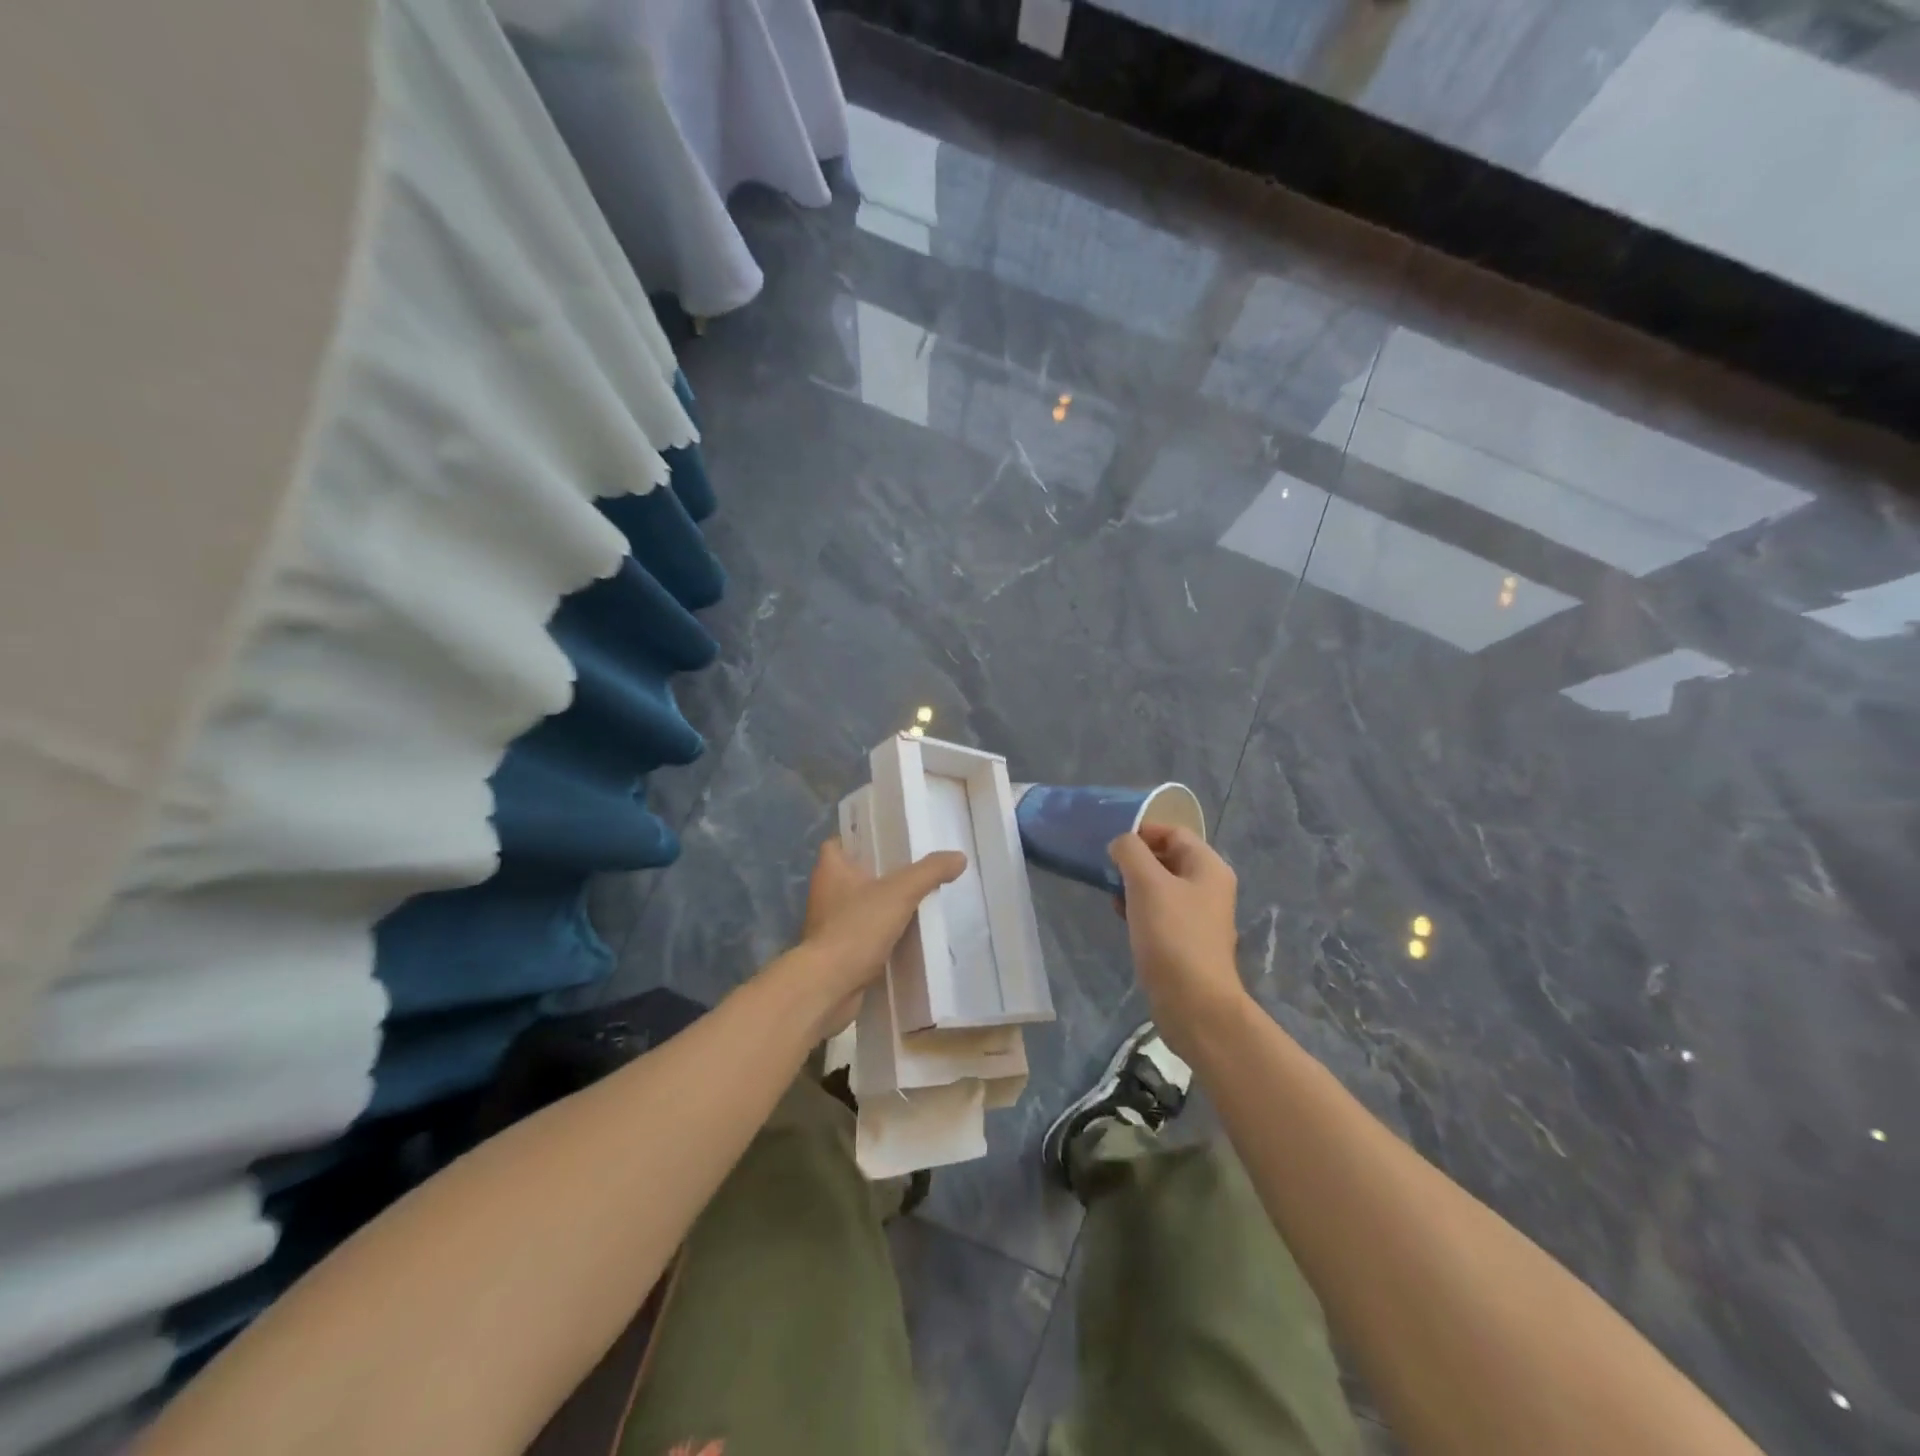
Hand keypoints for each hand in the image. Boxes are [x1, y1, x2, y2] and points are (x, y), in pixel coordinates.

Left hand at [783, 837, 966, 1039]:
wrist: (829, 987)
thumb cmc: (856, 928)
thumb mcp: (899, 893)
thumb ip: (929, 872)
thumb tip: (959, 857)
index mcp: (831, 869)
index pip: (841, 841)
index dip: (862, 837)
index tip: (890, 838)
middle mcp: (825, 893)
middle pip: (855, 874)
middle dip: (881, 872)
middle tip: (915, 868)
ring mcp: (830, 925)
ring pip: (861, 906)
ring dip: (883, 905)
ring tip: (918, 899)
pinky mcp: (838, 952)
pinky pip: (865, 935)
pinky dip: (883, 934)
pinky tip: (909, 934)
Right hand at [1109, 824, 1245, 1051]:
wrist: (1193, 1002)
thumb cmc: (1171, 935)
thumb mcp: (1146, 883)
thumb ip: (1130, 852)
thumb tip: (1121, 843)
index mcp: (1208, 867)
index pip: (1174, 832)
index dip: (1143, 831)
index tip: (1112, 843)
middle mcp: (1209, 886)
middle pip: (1168, 857)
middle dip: (1136, 860)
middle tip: (1108, 869)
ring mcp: (1199, 915)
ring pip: (1162, 886)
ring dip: (1135, 884)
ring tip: (1111, 894)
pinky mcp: (1186, 940)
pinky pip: (1160, 911)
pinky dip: (1140, 908)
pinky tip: (1122, 917)